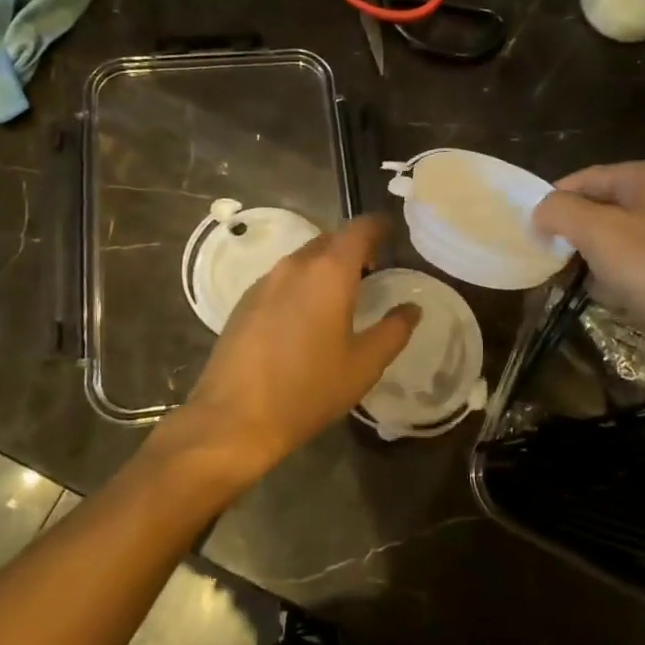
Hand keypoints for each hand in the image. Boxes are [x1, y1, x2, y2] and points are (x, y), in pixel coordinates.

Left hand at [152, 216, 418, 490]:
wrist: (233, 418)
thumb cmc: (307, 390)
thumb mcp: (363, 366)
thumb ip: (393, 331)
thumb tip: (412, 308)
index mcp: (329, 272)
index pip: (360, 228)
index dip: (379, 226)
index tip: (393, 235)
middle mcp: (295, 265)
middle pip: (330, 240)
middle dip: (354, 248)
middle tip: (373, 271)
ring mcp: (265, 281)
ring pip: (304, 258)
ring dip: (326, 267)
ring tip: (342, 296)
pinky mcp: (244, 301)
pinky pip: (282, 278)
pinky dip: (302, 284)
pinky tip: (306, 317)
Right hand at [532, 161, 644, 389]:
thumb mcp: (598, 234)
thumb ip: (560, 212)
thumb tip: (541, 210)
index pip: (588, 178)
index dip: (555, 201)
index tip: (531, 230)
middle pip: (603, 209)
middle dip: (577, 236)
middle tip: (553, 260)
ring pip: (618, 241)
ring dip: (597, 263)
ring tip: (588, 285)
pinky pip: (639, 266)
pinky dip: (621, 280)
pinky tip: (616, 300)